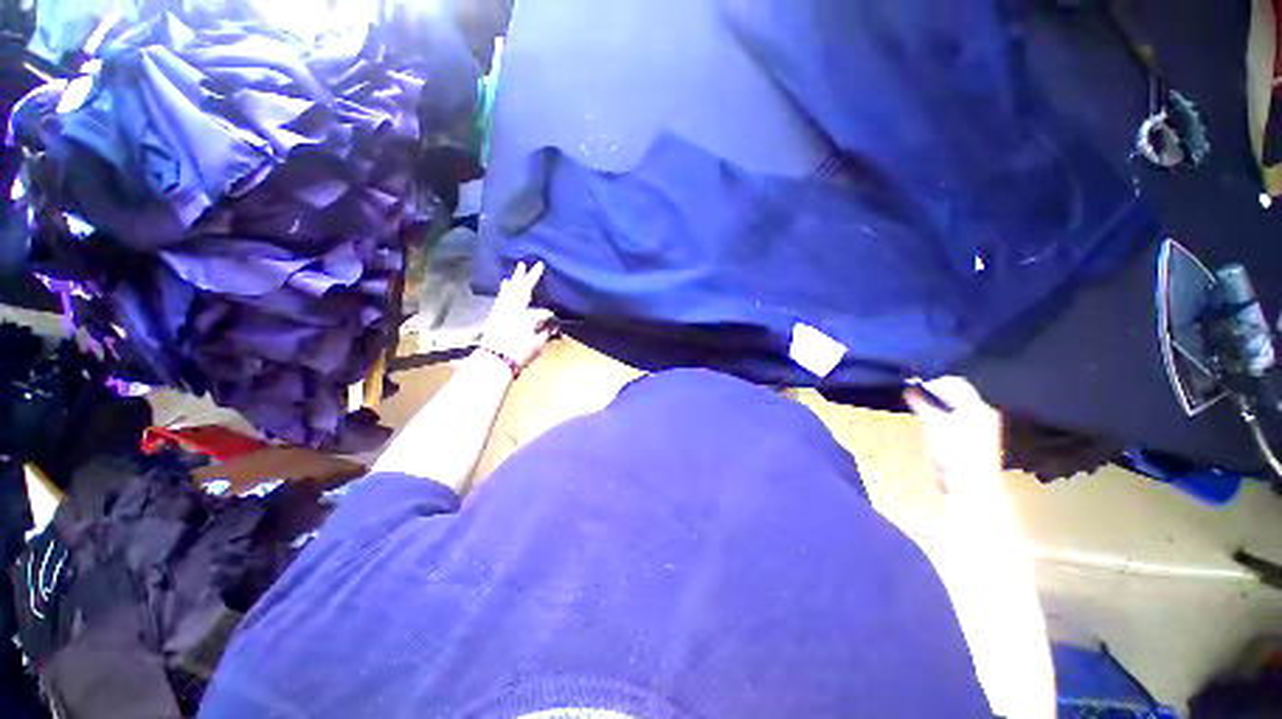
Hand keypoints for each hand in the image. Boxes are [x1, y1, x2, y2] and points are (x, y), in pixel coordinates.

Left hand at [479, 261, 556, 369]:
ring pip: (510, 291)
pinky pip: (501, 297)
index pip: (543, 312)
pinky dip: (504, 289)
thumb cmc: (518, 355)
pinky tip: (505, 285)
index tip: (555, 322)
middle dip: (530, 277)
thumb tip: (551, 326)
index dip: (550, 316)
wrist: (494, 361)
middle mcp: (514, 309)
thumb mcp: (537, 346)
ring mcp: (502, 310)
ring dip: (515, 280)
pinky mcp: (494, 315)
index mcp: (527, 316)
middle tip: (534, 264)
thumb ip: (544, 334)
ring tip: (518, 269)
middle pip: (523, 290)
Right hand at [903, 377, 1003, 496]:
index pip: (955, 383)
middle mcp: (982, 413)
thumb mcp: (935, 425)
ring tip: (918, 402)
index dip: (932, 381)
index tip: (913, 383)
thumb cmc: (955, 454)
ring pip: (955, 403)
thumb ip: (923, 404)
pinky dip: (941, 411)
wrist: (970, 486)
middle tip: (912, 391)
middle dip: (934, 390)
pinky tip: (929, 417)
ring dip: (936, 401)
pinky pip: (955, 415)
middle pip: (956, 392)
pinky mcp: (973, 436)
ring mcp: (980, 425)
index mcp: (977, 407)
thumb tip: (909, 389)